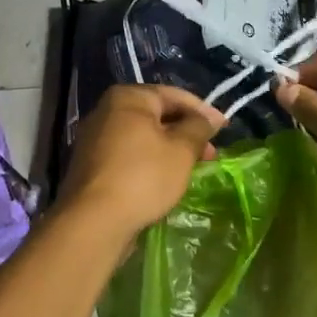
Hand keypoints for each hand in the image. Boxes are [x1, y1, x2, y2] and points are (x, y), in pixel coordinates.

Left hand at [57, 85, 223, 240]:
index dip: (203, 111)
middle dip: (186, 132)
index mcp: (127, 98)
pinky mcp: (91, 165)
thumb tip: (209, 119)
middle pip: (156, 115)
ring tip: (192, 168)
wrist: (94, 221)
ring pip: (143, 137)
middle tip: (211, 153)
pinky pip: (128, 155)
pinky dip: (150, 161)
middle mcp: (106, 111)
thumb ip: (198, 128)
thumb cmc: (143, 177)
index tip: (225, 128)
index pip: (173, 95)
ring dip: (170, 148)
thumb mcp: (181, 150)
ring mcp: (94, 139)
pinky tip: (165, 179)